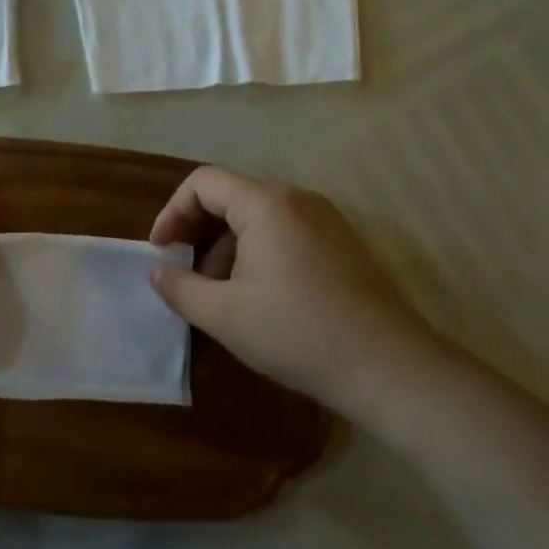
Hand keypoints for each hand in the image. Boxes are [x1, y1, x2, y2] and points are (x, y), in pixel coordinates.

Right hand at [149, 166, 442, 412]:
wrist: (389, 366)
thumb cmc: (297, 333)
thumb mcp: (224, 315)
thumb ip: (180, 287)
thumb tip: (159, 271)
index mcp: (266, 204)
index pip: (203, 182)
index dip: (172, 211)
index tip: (161, 250)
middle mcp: (298, 198)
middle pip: (231, 196)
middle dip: (198, 230)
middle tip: (184, 271)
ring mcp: (326, 219)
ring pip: (258, 216)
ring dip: (227, 245)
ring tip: (219, 292)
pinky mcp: (342, 243)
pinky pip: (285, 231)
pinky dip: (257, 251)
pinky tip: (258, 295)